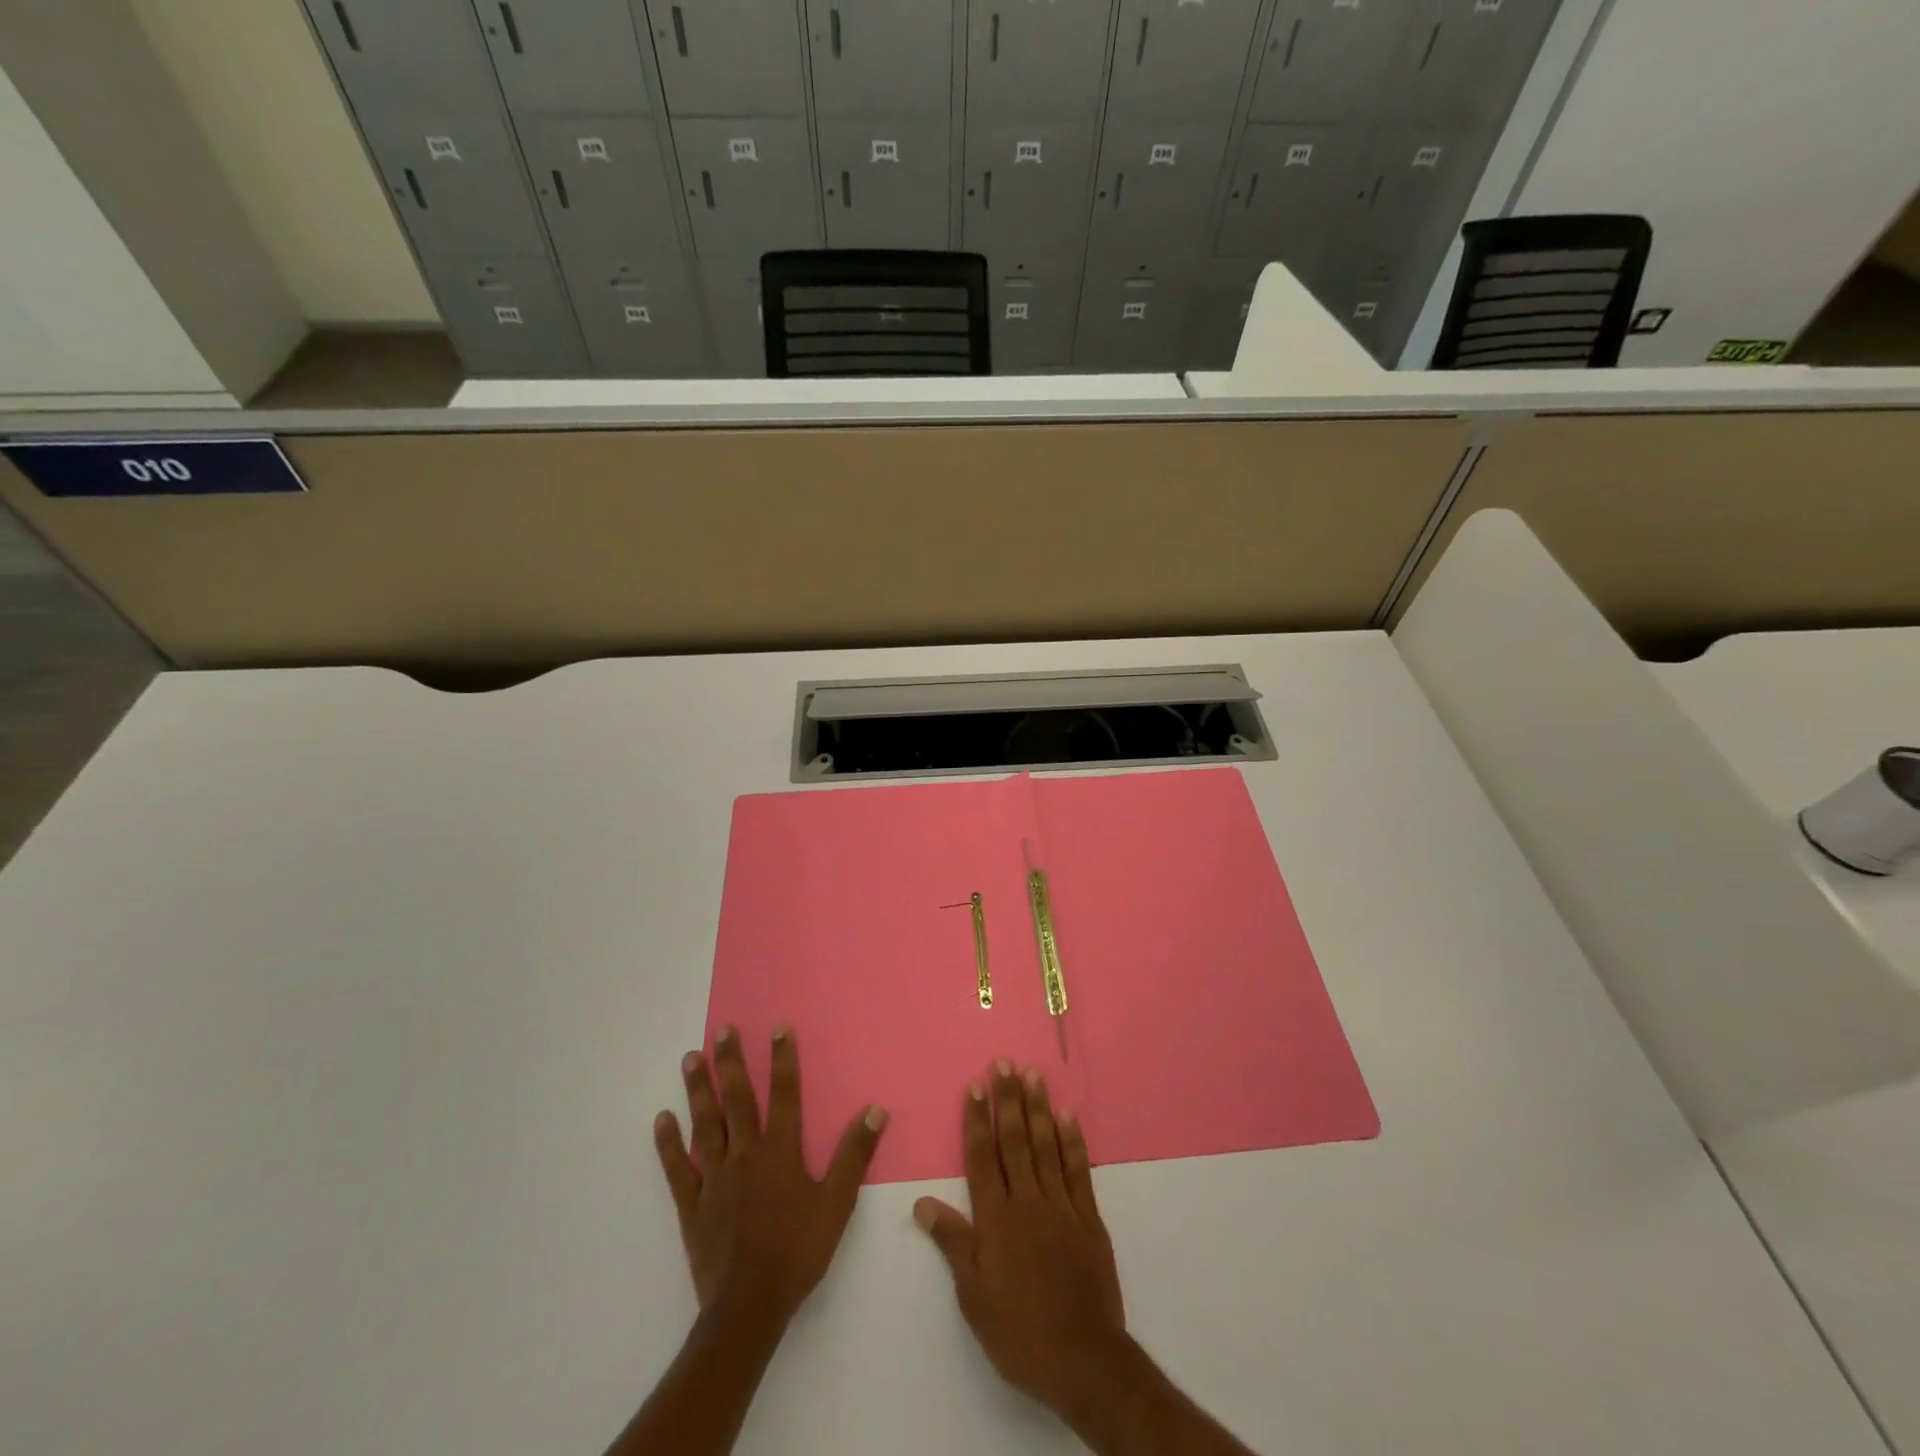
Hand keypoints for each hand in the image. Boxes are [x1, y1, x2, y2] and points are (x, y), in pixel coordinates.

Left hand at [654, 1025, 887, 1326]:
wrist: (749, 1306)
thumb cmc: (798, 1251)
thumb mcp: (837, 1203)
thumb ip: (854, 1154)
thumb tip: (876, 1109)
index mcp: (779, 1152)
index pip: (783, 1094)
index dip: (782, 1059)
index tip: (777, 1027)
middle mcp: (745, 1155)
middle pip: (737, 1100)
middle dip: (731, 1062)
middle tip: (722, 1029)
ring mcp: (714, 1179)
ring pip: (705, 1125)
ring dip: (699, 1090)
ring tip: (691, 1057)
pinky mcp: (692, 1205)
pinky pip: (677, 1168)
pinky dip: (668, 1143)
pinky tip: (662, 1118)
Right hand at [913, 1060, 1127, 1425]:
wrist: (1082, 1360)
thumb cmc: (1018, 1331)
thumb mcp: (973, 1295)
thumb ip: (952, 1242)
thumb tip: (922, 1202)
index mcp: (996, 1219)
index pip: (982, 1157)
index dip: (977, 1120)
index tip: (975, 1085)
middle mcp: (1028, 1202)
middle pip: (1015, 1141)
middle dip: (1007, 1100)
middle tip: (1004, 1063)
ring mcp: (1061, 1206)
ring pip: (1046, 1146)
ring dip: (1038, 1108)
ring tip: (1033, 1075)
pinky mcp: (1088, 1218)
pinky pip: (1078, 1170)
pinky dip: (1072, 1141)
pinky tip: (1068, 1116)